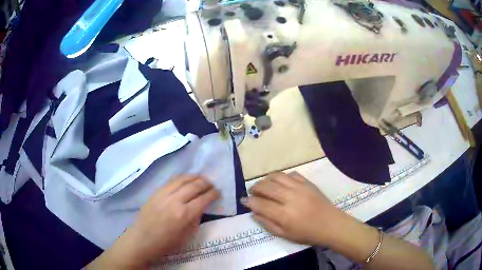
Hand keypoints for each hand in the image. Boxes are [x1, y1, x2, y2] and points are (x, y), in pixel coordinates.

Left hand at [87, 175, 219, 268]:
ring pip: (182, 179)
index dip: (213, 194)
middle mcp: (175, 201)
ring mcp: (163, 194)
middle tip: (212, 184)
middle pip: (194, 186)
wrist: (141, 239)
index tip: (218, 192)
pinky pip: (171, 181)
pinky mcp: (156, 192)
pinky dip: (181, 178)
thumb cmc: (165, 243)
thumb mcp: (186, 237)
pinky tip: (186, 179)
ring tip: (201, 178)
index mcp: (184, 215)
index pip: (203, 199)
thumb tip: (200, 208)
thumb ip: (195, 221)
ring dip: (194, 177)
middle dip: (206, 183)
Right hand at [241, 172, 346, 245]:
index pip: (260, 204)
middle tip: (252, 191)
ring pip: (277, 176)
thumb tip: (254, 213)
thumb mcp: (285, 235)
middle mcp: (290, 198)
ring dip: (266, 179)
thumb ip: (267, 223)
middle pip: (266, 187)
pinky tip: (280, 183)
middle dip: (255, 187)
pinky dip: (282, 177)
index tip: (243, 200)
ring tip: (264, 185)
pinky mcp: (308, 183)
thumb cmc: (307, 233)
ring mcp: (300, 188)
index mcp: (284, 214)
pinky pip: (291, 174)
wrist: (331, 224)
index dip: (249, 201)